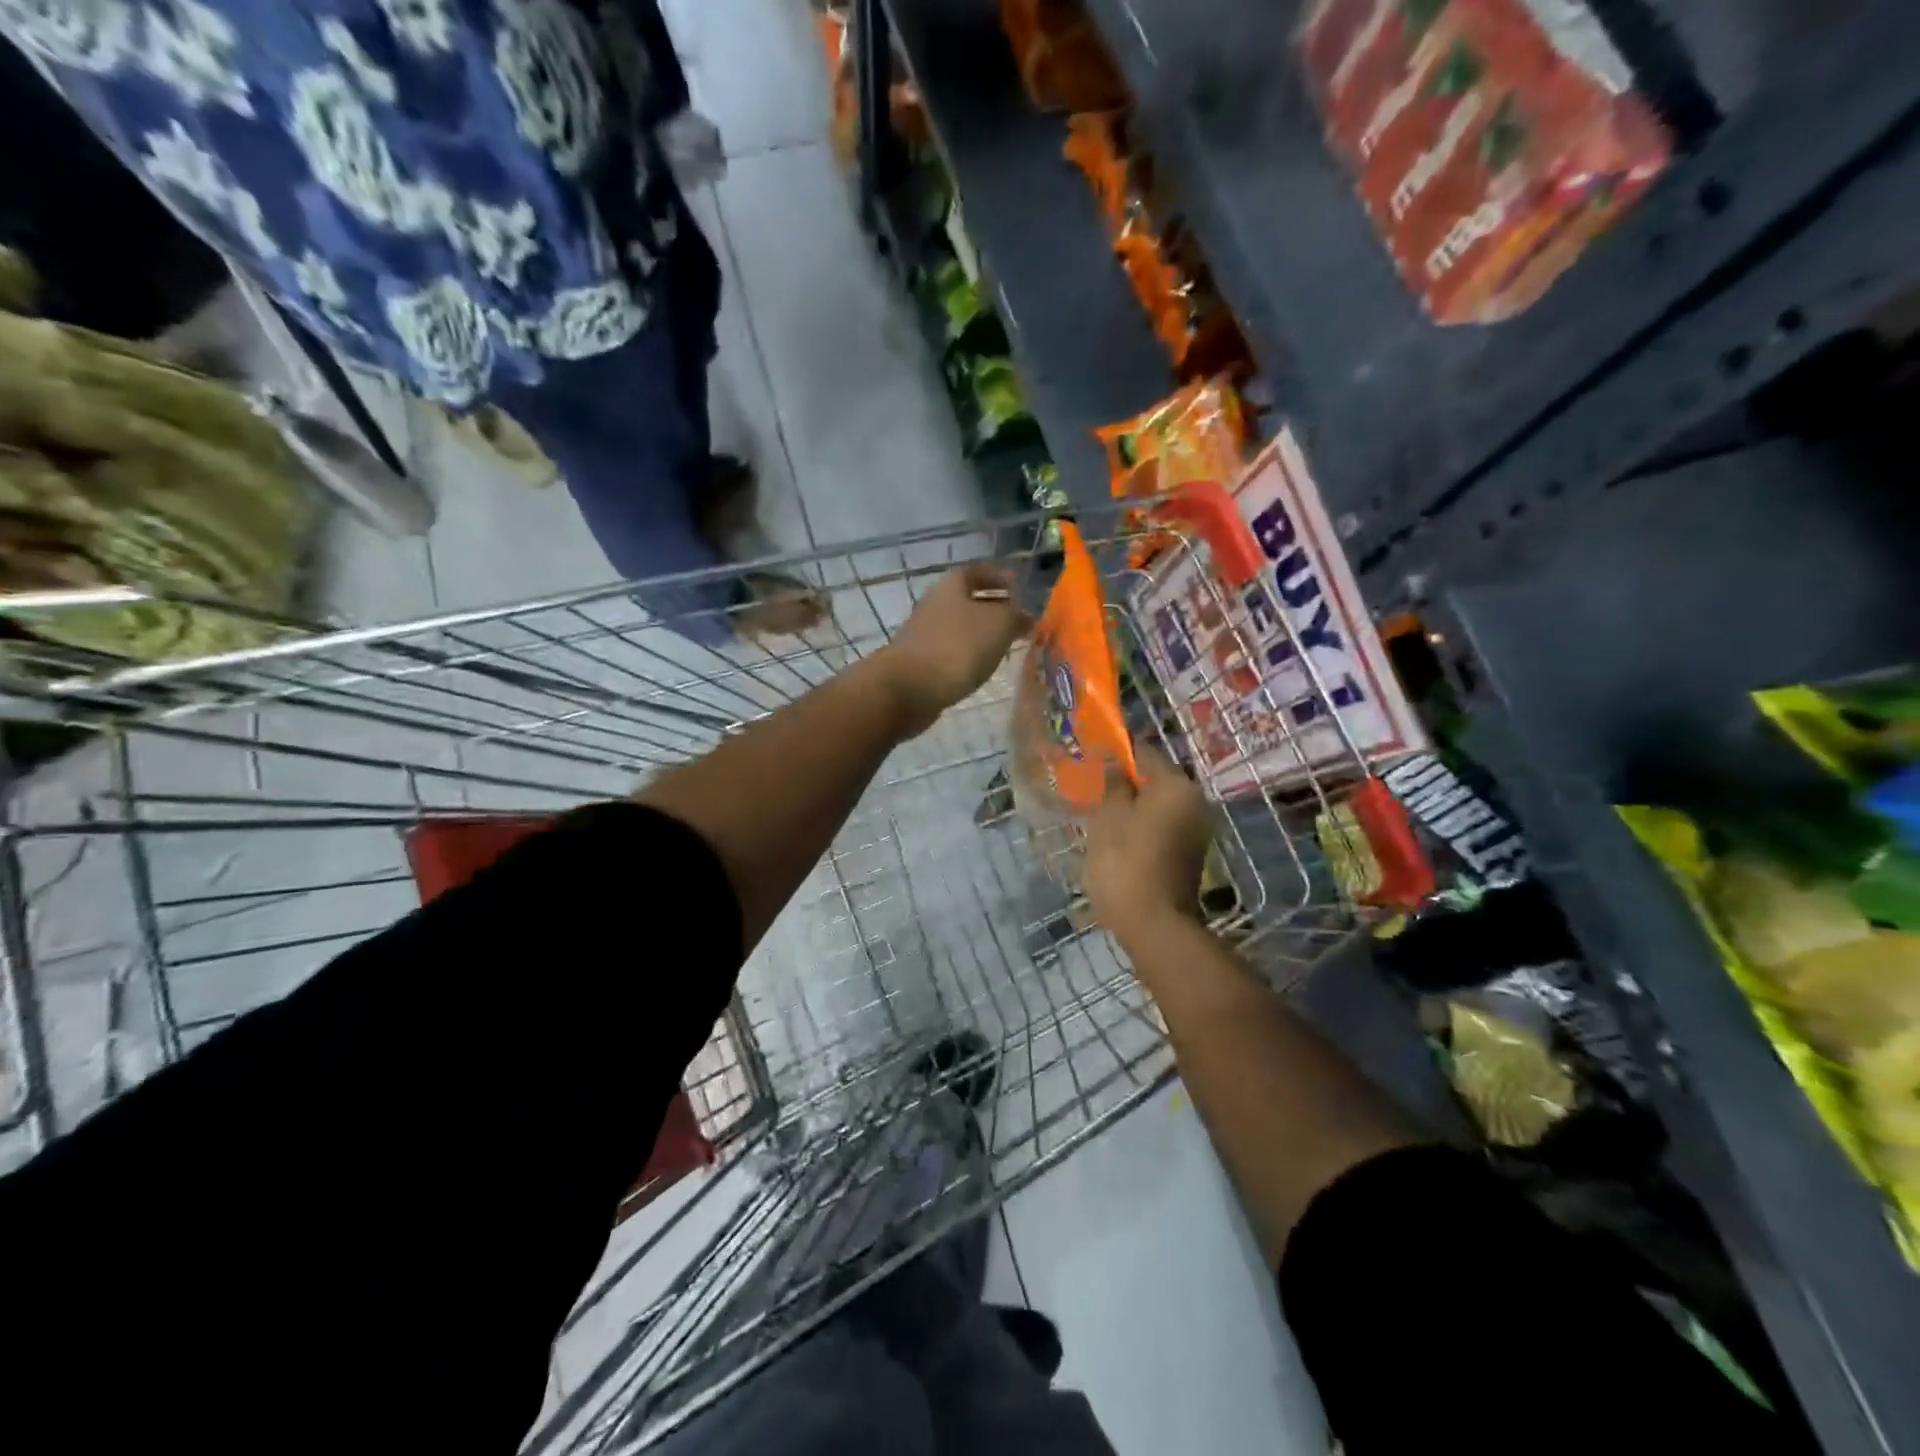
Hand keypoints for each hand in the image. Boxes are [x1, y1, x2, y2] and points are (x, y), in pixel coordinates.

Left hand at [877, 564, 1029, 735]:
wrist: (908, 687)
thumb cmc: (958, 646)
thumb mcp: (999, 624)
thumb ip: (1016, 616)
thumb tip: (1026, 617)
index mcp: (952, 586)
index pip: (978, 571)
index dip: (998, 577)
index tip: (1018, 586)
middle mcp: (935, 604)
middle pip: (968, 600)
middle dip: (994, 607)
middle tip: (1018, 620)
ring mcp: (925, 634)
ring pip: (961, 627)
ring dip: (983, 634)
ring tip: (1006, 646)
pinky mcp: (922, 662)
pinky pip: (953, 651)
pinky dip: (969, 655)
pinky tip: (982, 667)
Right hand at [1085, 742, 1212, 943]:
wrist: (1154, 926)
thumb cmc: (1126, 863)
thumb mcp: (1109, 816)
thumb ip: (1112, 781)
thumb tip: (1112, 756)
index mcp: (1176, 785)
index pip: (1143, 751)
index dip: (1114, 751)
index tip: (1087, 757)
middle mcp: (1194, 802)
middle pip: (1152, 779)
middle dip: (1121, 781)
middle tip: (1088, 789)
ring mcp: (1194, 830)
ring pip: (1154, 805)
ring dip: (1127, 806)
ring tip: (1095, 815)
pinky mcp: (1187, 854)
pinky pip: (1159, 827)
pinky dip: (1138, 826)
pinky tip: (1114, 839)